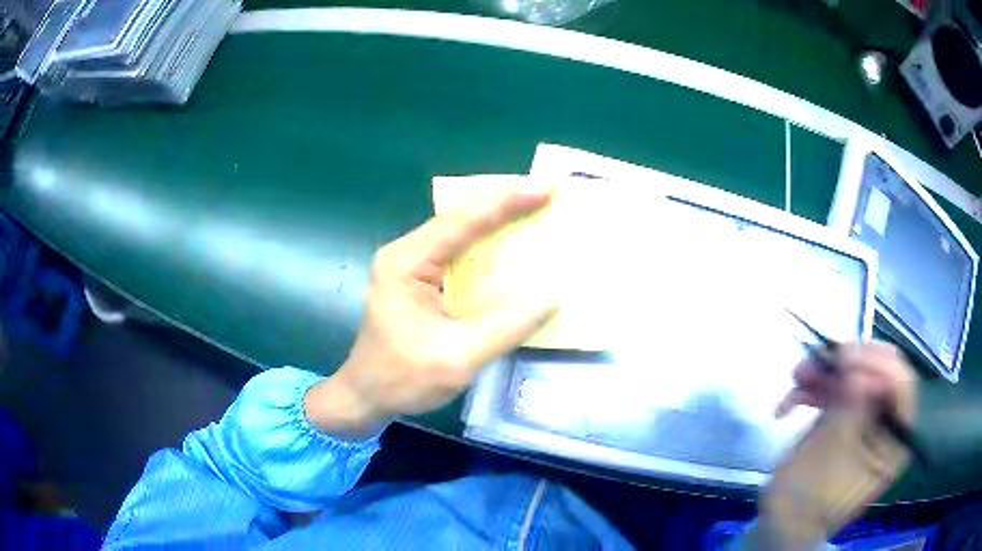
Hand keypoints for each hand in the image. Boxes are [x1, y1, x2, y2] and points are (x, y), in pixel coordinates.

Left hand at [305, 182, 557, 439]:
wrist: (366, 395)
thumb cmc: (402, 379)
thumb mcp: (458, 358)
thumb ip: (506, 327)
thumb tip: (553, 297)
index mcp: (406, 263)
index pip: (461, 221)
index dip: (506, 201)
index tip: (546, 189)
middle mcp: (407, 253)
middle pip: (460, 215)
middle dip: (503, 199)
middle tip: (546, 192)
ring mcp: (412, 264)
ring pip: (461, 228)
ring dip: (498, 217)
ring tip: (537, 207)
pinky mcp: (422, 278)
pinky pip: (460, 250)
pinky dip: (490, 242)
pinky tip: (514, 242)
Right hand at [755, 342, 917, 548]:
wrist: (780, 528)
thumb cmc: (807, 501)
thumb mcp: (830, 455)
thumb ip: (849, 406)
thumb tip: (857, 363)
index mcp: (895, 441)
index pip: (901, 386)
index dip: (877, 364)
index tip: (844, 357)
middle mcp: (886, 426)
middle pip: (878, 375)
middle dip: (846, 364)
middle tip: (819, 360)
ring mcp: (865, 423)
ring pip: (854, 379)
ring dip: (825, 374)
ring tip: (796, 376)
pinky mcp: (844, 423)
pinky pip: (836, 394)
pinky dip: (814, 392)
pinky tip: (790, 401)